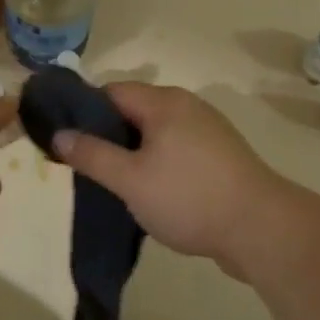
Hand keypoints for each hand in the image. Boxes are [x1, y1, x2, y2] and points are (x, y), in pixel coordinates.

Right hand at [51, 83, 290, 275]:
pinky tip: (148, 191)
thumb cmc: (189, 198)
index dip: (82, 111)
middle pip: (133, 111)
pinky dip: (156, 163)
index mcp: (164, 102)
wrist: (260, 228)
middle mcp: (187, 107)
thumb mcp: (130, 179)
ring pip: (155, 133)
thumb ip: (92, 155)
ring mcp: (207, 131)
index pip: (111, 91)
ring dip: (131, 153)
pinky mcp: (219, 156)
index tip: (63, 139)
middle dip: (106, 135)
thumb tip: (59, 134)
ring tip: (112, 183)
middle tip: (83, 166)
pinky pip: (175, 150)